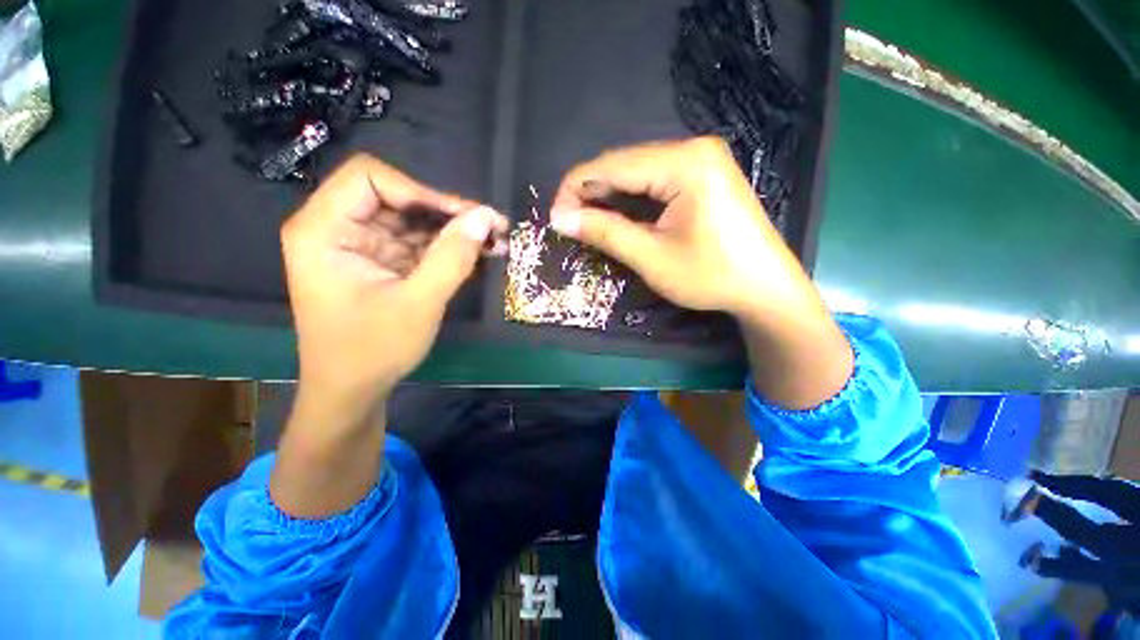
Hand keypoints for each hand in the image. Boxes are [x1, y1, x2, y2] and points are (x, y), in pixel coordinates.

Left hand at [281, 154, 506, 427]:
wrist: (353, 392)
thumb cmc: (373, 350)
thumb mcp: (418, 302)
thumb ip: (452, 257)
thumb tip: (485, 217)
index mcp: (324, 230)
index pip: (370, 178)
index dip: (421, 191)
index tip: (463, 218)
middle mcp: (338, 229)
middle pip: (397, 198)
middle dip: (448, 214)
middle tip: (493, 229)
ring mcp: (362, 247)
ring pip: (414, 221)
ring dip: (455, 232)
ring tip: (495, 244)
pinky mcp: (381, 264)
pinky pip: (418, 244)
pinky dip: (448, 249)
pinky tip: (479, 256)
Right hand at [548, 137, 810, 319]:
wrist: (765, 287)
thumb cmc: (711, 275)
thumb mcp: (651, 257)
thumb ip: (605, 232)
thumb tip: (560, 219)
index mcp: (684, 162)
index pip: (612, 165)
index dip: (575, 189)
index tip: (554, 218)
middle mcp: (693, 149)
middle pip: (624, 163)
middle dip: (591, 192)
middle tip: (569, 223)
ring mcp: (701, 160)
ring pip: (637, 171)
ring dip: (608, 196)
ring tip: (587, 222)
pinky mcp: (703, 175)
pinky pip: (654, 179)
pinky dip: (631, 198)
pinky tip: (617, 215)